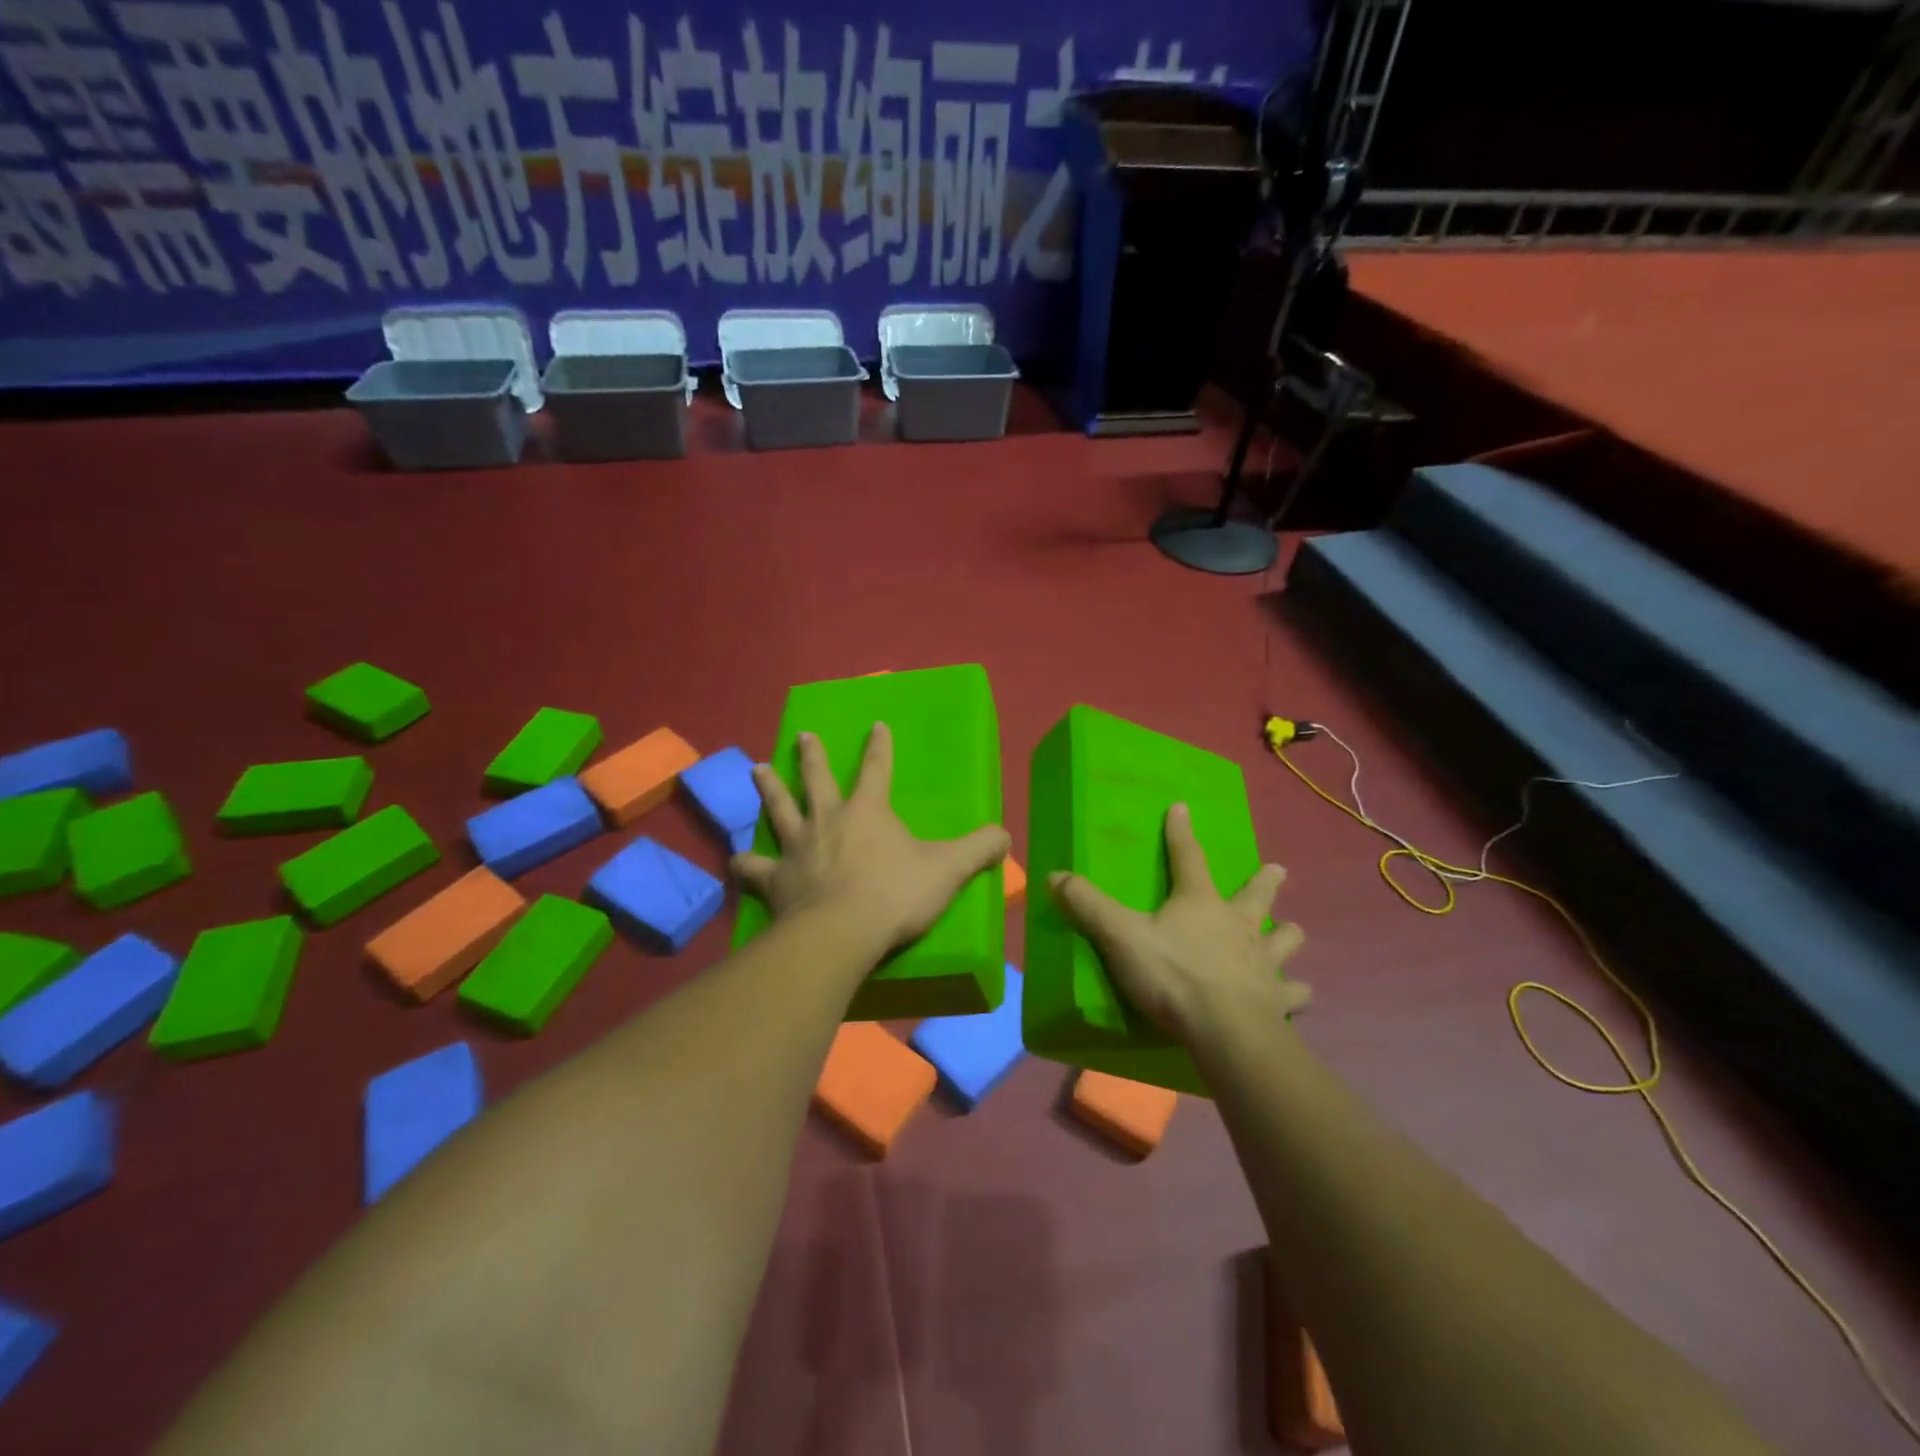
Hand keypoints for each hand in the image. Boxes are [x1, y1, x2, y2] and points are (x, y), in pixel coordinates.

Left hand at [732, 723, 1010, 951]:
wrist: (841, 933)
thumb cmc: (895, 895)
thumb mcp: (948, 870)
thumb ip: (979, 850)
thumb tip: (1006, 835)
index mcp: (868, 811)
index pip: (877, 768)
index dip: (879, 746)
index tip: (875, 724)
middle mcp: (828, 820)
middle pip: (816, 779)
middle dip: (811, 756)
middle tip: (802, 735)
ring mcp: (797, 848)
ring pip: (778, 810)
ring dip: (769, 789)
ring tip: (756, 769)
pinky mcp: (775, 880)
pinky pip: (753, 868)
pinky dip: (743, 864)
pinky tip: (734, 861)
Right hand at [1046, 802, 1309, 1045]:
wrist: (1225, 1029)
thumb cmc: (1173, 975)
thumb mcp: (1120, 936)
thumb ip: (1088, 906)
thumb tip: (1053, 875)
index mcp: (1200, 903)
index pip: (1188, 858)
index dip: (1180, 832)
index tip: (1182, 807)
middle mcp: (1238, 925)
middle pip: (1255, 896)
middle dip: (1265, 882)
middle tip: (1279, 868)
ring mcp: (1263, 962)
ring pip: (1284, 941)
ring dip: (1288, 935)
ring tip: (1294, 931)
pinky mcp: (1277, 999)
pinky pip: (1293, 993)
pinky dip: (1296, 993)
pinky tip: (1302, 995)